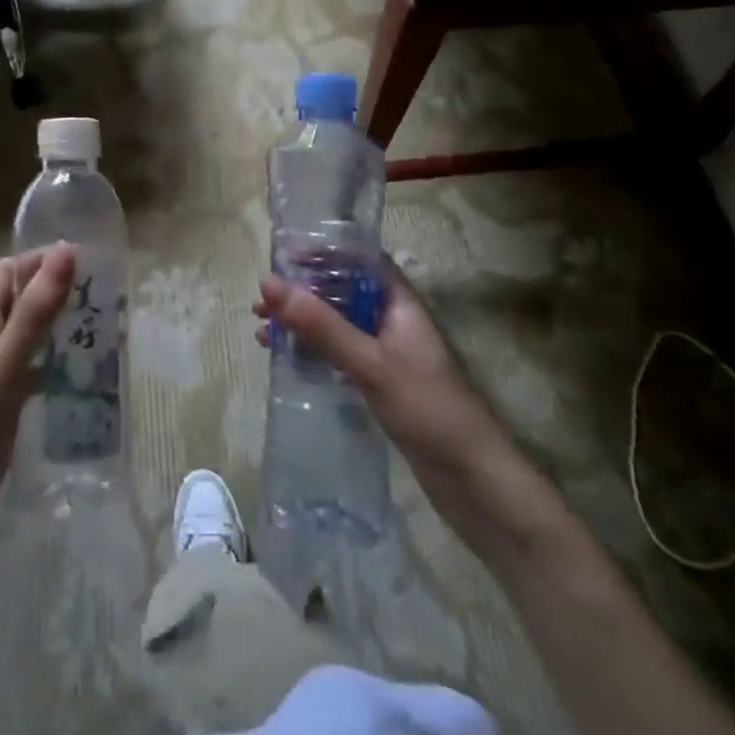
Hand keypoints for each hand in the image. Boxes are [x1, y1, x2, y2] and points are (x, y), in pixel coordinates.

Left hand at [0, 244, 74, 572]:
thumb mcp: (4, 368)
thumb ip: (34, 312)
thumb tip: (65, 251)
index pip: (4, 271)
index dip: (39, 260)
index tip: (85, 262)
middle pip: (17, 299)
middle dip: (56, 290)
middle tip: (103, 296)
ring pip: (27, 333)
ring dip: (59, 325)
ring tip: (103, 329)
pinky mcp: (0, 407)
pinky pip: (32, 368)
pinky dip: (56, 361)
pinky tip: (82, 374)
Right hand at [255, 257, 523, 540]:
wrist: (473, 481)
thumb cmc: (427, 408)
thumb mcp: (369, 362)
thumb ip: (321, 324)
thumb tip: (268, 283)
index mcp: (400, 303)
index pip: (361, 260)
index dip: (325, 253)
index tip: (284, 259)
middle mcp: (393, 320)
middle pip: (343, 291)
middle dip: (303, 292)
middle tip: (261, 303)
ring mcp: (387, 353)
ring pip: (338, 324)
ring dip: (303, 323)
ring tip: (263, 331)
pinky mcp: (381, 382)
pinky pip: (340, 352)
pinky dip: (313, 350)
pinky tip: (286, 359)